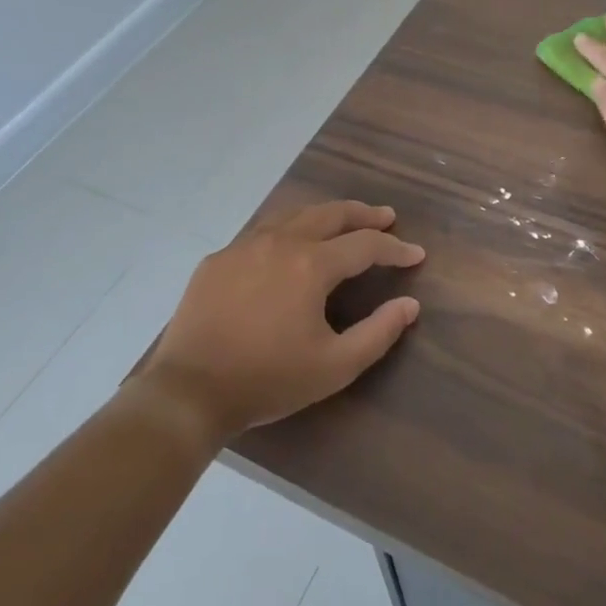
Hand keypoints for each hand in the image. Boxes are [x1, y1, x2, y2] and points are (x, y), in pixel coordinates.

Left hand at [144, 201, 423, 442]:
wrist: (189, 391)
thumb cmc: (268, 379)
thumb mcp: (335, 366)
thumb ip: (379, 332)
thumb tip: (410, 304)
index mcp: (311, 265)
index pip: (365, 245)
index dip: (395, 248)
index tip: (416, 254)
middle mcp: (280, 242)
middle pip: (330, 214)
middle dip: (363, 214)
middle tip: (385, 216)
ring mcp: (244, 246)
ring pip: (293, 215)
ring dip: (324, 215)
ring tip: (342, 222)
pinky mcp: (217, 259)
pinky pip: (261, 232)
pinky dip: (287, 230)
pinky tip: (288, 244)